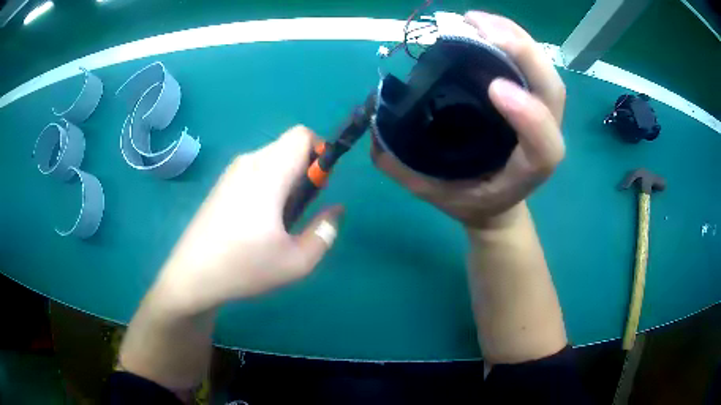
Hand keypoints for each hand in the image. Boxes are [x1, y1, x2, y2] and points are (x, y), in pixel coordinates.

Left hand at [154, 126, 342, 313]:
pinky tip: (256, 221)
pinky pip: (254, 171)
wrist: (192, 276)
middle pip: (288, 147)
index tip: (318, 187)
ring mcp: (230, 173)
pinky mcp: (220, 185)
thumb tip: (336, 210)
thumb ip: (325, 232)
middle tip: (299, 210)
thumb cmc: (245, 267)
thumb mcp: (297, 261)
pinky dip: (267, 185)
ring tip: (277, 220)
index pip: (301, 135)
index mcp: (269, 173)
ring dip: (285, 180)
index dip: (320, 153)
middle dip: (304, 171)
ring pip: (271, 159)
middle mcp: (248, 163)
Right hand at [372, 11, 565, 229]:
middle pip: (551, 91)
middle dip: (522, 54)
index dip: (529, 116)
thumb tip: (377, 132)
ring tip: (475, 20)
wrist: (496, 200)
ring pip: (543, 71)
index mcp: (527, 171)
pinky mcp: (529, 96)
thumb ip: (407, 170)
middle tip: (478, 28)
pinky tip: (482, 25)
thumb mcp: (437, 194)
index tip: (494, 88)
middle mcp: (541, 137)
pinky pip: (530, 64)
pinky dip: (510, 37)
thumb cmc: (471, 198)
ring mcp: (539, 113)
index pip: (544, 146)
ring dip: (515, 37)